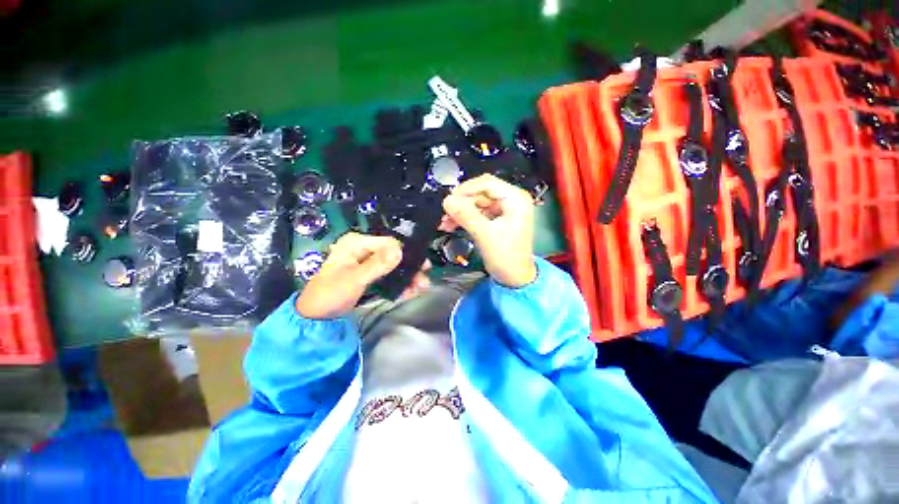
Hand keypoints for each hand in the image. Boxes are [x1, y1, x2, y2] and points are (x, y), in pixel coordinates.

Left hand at [296, 233, 431, 318]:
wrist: (316, 316)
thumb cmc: (331, 294)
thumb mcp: (354, 279)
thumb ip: (377, 265)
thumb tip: (399, 251)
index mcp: (356, 243)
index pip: (388, 243)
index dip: (405, 253)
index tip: (422, 265)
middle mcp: (363, 249)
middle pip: (393, 254)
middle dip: (409, 267)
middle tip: (424, 277)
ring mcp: (367, 262)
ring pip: (393, 266)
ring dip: (407, 276)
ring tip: (421, 287)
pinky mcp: (370, 274)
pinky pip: (388, 275)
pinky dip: (399, 283)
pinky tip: (410, 291)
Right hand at [441, 174, 536, 287]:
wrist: (515, 278)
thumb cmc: (505, 257)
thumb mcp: (485, 235)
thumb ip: (466, 215)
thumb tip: (447, 200)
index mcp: (515, 199)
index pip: (487, 183)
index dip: (466, 189)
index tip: (449, 200)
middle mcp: (511, 200)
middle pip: (481, 193)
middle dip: (461, 204)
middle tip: (444, 214)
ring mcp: (504, 210)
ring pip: (477, 203)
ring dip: (461, 212)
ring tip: (445, 223)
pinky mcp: (498, 219)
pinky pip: (478, 213)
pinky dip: (466, 218)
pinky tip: (452, 225)